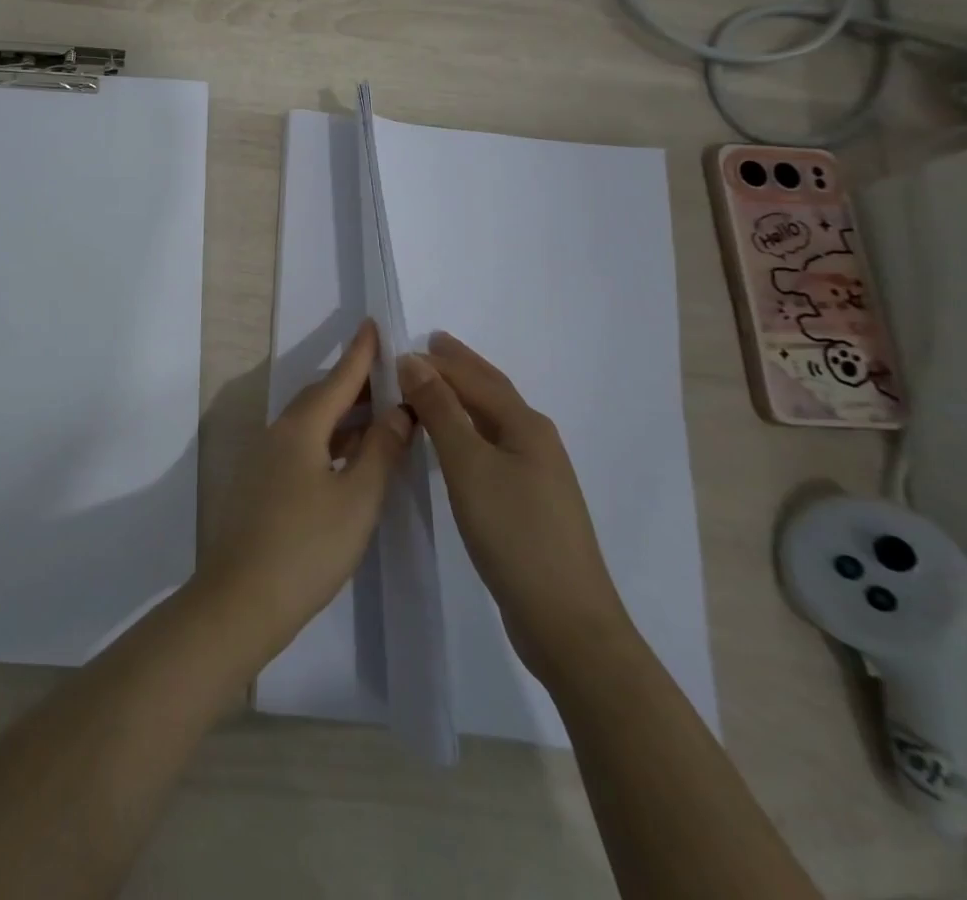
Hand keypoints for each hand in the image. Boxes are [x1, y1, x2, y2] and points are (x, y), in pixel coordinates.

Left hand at [198, 321, 413, 662]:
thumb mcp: (357, 499)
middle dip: (356, 384)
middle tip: (392, 377)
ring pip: (312, 423)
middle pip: (321, 397)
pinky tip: (353, 456)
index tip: (374, 325)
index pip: (338, 379)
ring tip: (383, 413)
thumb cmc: (308, 546)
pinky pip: (304, 445)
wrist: (243, 596)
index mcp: (300, 427)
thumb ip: (381, 451)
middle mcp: (279, 433)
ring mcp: (267, 458)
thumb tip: (399, 411)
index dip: (360, 354)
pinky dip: (332, 441)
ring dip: (346, 415)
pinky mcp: (265, 483)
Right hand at [400, 332, 637, 690]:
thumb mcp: (468, 464)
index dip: (439, 361)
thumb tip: (413, 360)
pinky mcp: (528, 503)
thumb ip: (440, 409)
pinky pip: (490, 446)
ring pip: (492, 420)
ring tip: (432, 385)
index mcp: (526, 425)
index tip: (400, 348)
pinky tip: (454, 441)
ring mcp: (536, 474)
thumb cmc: (514, 532)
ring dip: (462, 397)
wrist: (566, 621)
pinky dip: (466, 429)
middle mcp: (536, 441)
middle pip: (492, 392)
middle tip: (429, 345)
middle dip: (460, 367)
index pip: (475, 378)